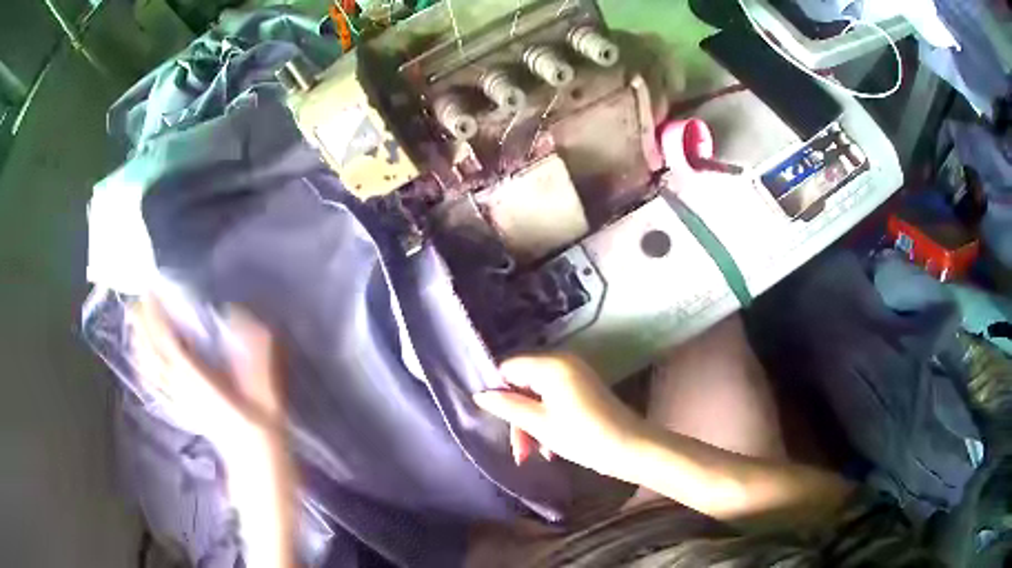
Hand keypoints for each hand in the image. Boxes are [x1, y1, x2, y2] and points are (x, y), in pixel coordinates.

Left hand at [129, 298, 282, 446]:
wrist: (254, 461)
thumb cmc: (260, 424)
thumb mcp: (263, 387)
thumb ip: (251, 351)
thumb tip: (238, 312)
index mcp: (198, 379)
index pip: (168, 343)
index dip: (156, 317)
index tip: (151, 292)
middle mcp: (181, 387)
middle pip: (152, 353)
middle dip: (142, 326)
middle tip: (137, 298)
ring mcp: (177, 398)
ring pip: (150, 367)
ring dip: (139, 343)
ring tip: (135, 321)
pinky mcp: (179, 406)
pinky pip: (154, 382)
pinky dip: (144, 367)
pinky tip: (141, 358)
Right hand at [474, 354, 647, 478]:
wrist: (631, 448)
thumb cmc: (583, 435)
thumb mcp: (539, 424)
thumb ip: (507, 407)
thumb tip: (479, 395)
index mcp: (550, 364)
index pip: (508, 368)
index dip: (498, 393)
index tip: (496, 421)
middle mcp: (562, 362)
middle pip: (523, 383)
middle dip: (516, 417)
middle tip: (519, 451)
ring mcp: (575, 375)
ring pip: (538, 396)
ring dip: (531, 424)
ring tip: (533, 454)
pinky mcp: (584, 389)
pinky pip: (554, 400)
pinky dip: (547, 421)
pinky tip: (550, 448)